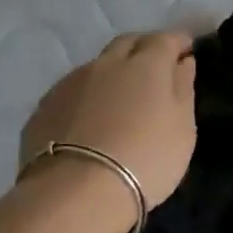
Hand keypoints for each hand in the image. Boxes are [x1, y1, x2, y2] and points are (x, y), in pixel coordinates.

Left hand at [20, 31, 197, 215]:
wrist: (76, 193)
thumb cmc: (147, 158)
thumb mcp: (183, 128)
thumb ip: (184, 89)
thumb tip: (183, 62)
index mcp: (146, 64)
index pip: (166, 39)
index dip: (179, 42)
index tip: (188, 50)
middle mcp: (107, 63)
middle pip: (128, 43)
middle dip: (145, 48)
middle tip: (156, 69)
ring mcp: (70, 82)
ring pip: (98, 66)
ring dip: (114, 73)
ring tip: (122, 99)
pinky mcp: (44, 106)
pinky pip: (74, 90)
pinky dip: (89, 95)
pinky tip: (92, 119)